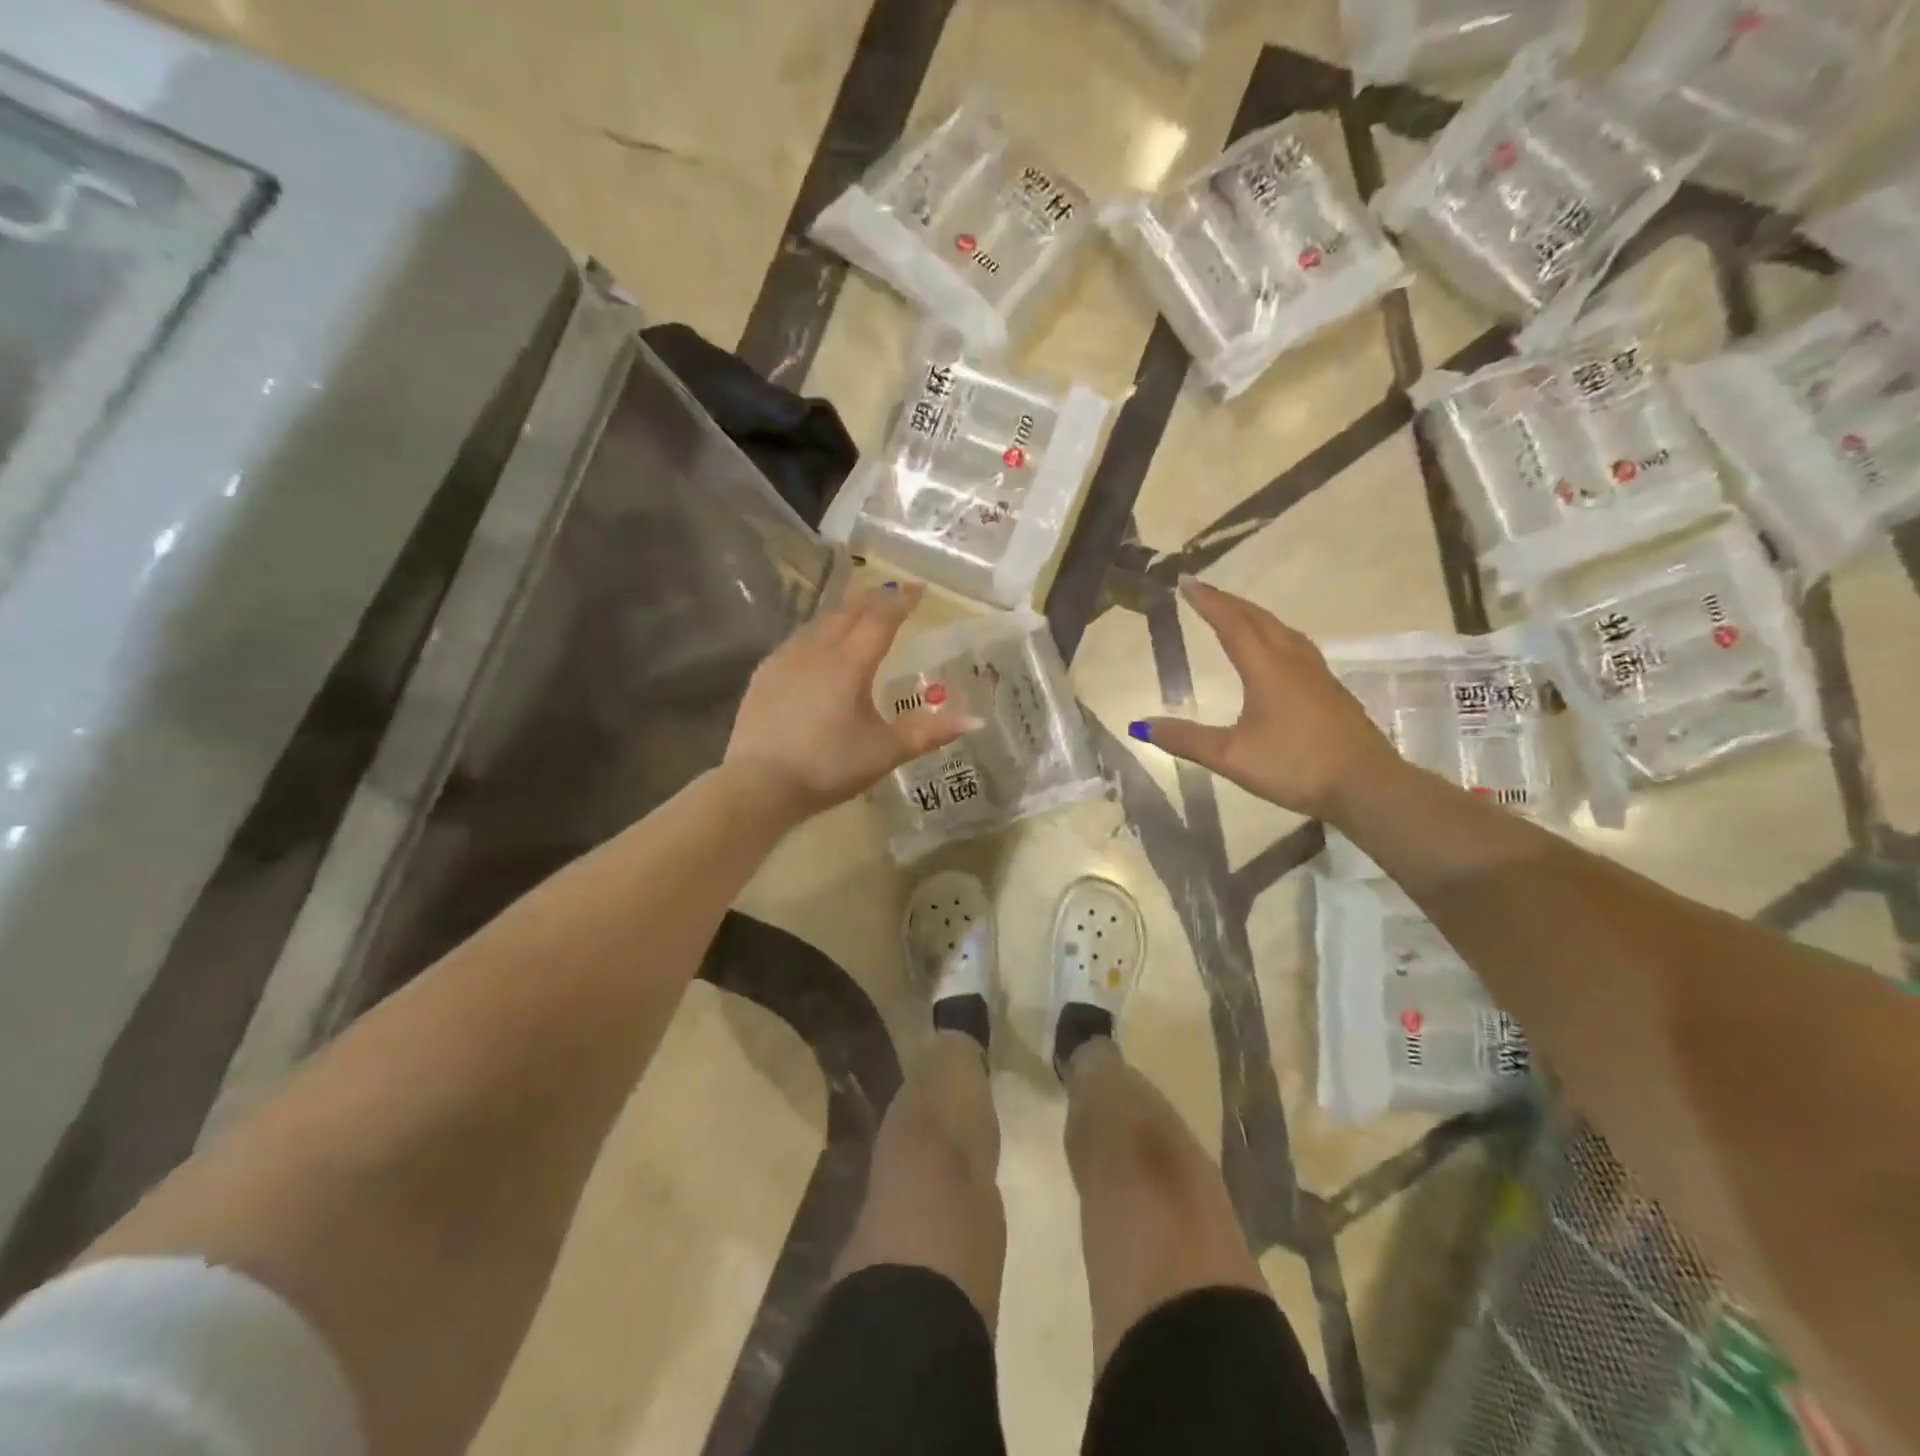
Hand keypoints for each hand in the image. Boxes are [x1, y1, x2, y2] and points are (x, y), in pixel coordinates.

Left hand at [725, 582, 975, 822]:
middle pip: (849, 611)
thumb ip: (929, 731)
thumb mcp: (885, 752)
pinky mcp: (764, 674)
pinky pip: (798, 640)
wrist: (760, 784)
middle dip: (874, 599)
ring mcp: (785, 659)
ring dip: (844, 612)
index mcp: (850, 663)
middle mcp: (817, 650)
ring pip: (820, 622)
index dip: (902, 600)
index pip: (881, 618)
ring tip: (859, 613)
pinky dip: (818, 633)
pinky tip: (818, 646)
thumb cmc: (829, 766)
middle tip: (893, 595)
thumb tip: (974, 719)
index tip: (919, 589)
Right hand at [1133, 579, 1400, 819]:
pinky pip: (1296, 646)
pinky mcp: (1330, 690)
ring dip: (1255, 616)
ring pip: (1282, 630)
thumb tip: (1141, 726)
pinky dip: (1274, 635)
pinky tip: (1275, 651)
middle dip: (1229, 602)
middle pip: (1259, 619)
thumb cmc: (1295, 765)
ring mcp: (1316, 674)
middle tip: (1203, 591)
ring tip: (1236, 613)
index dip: (1208, 601)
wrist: (1366, 785)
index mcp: (1266, 668)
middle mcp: (1293, 661)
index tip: (1186, 581)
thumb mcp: (1231, 756)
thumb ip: (1186, 739)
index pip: (1232, 624)